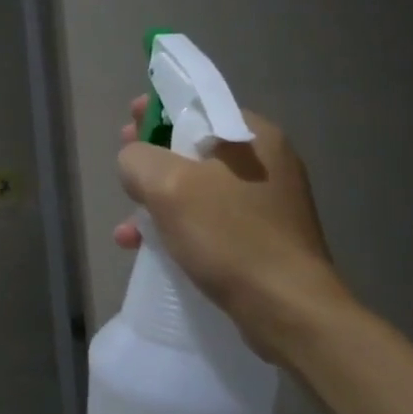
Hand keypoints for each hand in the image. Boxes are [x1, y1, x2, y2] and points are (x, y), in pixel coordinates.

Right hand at [114, 96, 348, 363]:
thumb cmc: (229, 236)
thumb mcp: (168, 185)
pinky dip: (177, 227)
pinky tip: (147, 249)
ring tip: (127, 228)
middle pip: (193, 147)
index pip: (198, 105)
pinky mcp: (262, 237)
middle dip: (152, 162)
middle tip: (125, 175)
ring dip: (158, 202)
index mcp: (254, 135)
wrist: (287, 308)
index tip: (128, 124)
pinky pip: (208, 219)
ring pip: (197, 188)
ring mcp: (266, 202)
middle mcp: (266, 162)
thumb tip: (133, 160)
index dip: (157, 110)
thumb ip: (138, 158)